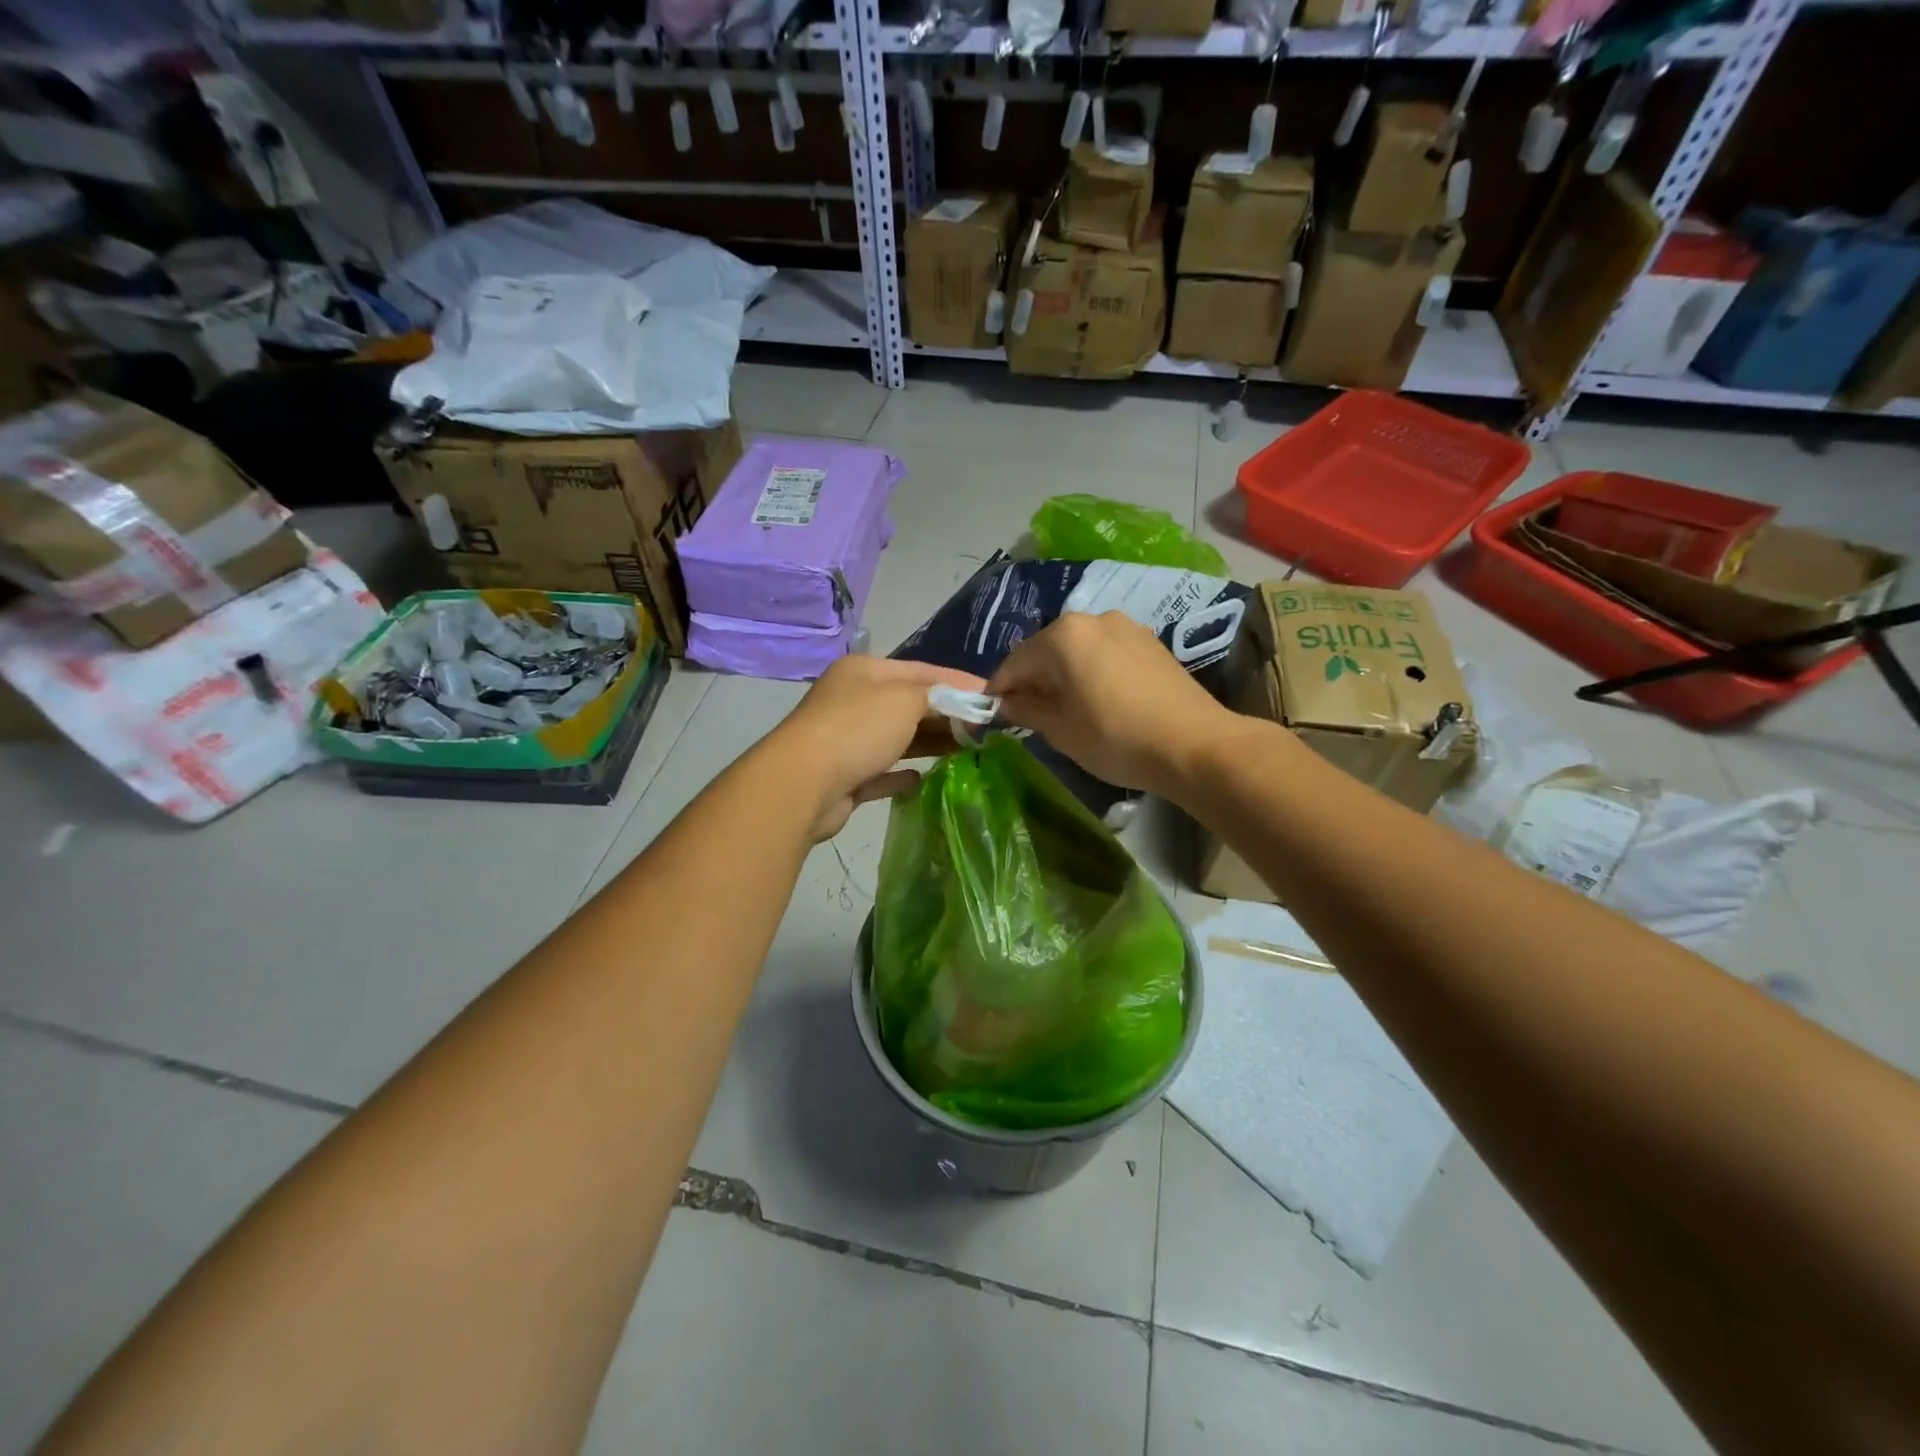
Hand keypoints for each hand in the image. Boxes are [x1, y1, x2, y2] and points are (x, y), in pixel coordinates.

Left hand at [770, 654, 986, 841]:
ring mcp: (845, 740)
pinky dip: (900, 775)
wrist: (803, 783)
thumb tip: (965, 701)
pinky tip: (921, 779)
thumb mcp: (905, 699)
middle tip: (983, 728)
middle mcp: (852, 700)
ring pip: (896, 739)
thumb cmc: (858, 729)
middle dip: (945, 714)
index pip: (920, 670)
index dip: (957, 681)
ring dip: (928, 743)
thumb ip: (938, 696)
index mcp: (864, 672)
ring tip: (966, 751)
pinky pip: (879, 772)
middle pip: (908, 704)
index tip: (991, 697)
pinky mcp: (844, 777)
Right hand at [987, 612, 1233, 796]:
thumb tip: (1005, 703)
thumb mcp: (1060, 729)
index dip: (998, 691)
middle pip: (1046, 651)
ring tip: (1065, 710)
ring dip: (1063, 677)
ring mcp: (1126, 627)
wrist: (1194, 744)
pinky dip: (1091, 673)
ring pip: (1077, 651)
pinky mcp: (1150, 643)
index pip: (1014, 662)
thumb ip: (1025, 709)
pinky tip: (1098, 701)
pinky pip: (1105, 654)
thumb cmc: (1115, 737)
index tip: (990, 715)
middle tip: (1027, 716)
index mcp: (1063, 635)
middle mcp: (1093, 619)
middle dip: (1032, 681)